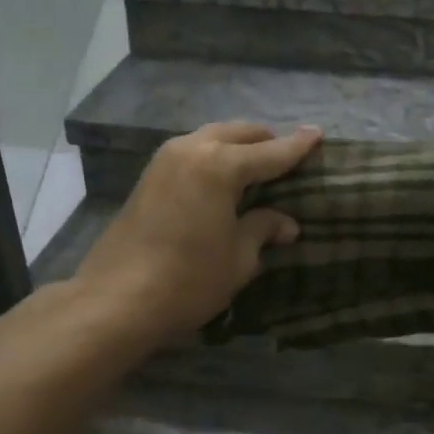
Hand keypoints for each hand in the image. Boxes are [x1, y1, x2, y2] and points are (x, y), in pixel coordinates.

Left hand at [73, 122, 321, 344]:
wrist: (115, 300)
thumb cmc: (188, 279)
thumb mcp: (239, 258)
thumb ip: (263, 229)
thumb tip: (286, 223)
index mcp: (220, 165)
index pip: (270, 152)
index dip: (297, 146)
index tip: (318, 134)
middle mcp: (192, 149)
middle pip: (239, 133)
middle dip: (267, 141)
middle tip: (289, 156)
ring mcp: (165, 160)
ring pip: (213, 138)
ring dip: (238, 146)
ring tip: (258, 166)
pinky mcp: (149, 176)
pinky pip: (193, 152)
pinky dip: (215, 157)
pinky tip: (224, 180)